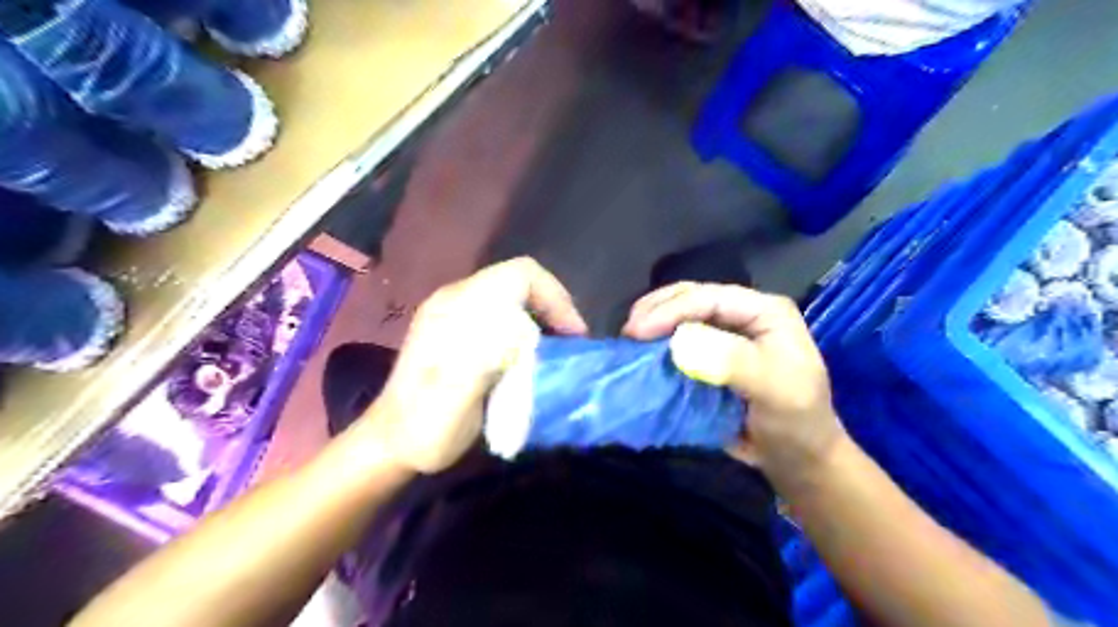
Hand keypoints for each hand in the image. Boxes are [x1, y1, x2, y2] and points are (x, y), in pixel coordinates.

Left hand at [370, 258, 587, 472]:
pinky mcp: (457, 328)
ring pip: (513, 296)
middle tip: (569, 343)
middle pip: (519, 281)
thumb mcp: (454, 404)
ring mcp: (454, 312)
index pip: (520, 275)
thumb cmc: (424, 429)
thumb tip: (520, 334)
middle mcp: (455, 300)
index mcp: (457, 309)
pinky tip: (529, 356)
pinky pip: (503, 311)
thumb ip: (482, 364)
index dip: (555, 297)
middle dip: (552, 307)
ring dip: (541, 317)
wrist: (390, 444)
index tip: (572, 335)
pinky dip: (527, 326)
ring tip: (555, 349)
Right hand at [621, 282, 849, 489]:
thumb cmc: (795, 423)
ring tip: (627, 342)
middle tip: (626, 333)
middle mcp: (742, 315)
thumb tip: (679, 343)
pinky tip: (640, 354)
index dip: (670, 310)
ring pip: (681, 317)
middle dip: (656, 310)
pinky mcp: (711, 357)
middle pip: (691, 298)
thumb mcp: (774, 391)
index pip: (710, 298)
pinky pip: (678, 342)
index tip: (636, 332)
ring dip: (653, 325)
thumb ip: (733, 363)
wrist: (798, 461)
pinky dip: (657, 346)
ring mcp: (725, 335)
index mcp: (764, 311)